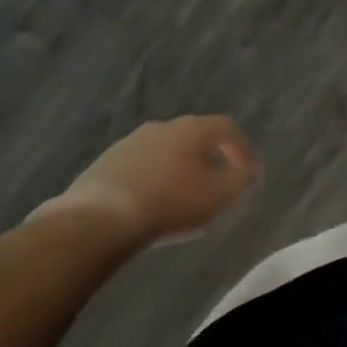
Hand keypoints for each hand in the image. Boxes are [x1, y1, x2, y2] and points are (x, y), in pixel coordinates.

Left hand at [30, 115, 260, 248]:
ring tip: (183, 195)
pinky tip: (152, 201)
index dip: (243, 149)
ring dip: (179, 167)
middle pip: (196, 136)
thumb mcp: (218, 196)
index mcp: (193, 129)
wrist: (98, 220)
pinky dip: (154, 177)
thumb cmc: (169, 203)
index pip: (228, 128)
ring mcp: (131, 141)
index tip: (248, 174)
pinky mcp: (107, 161)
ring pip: (167, 150)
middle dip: (210, 157)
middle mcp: (164, 126)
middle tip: (216, 183)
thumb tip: (249, 170)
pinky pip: (142, 165)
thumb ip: (240, 180)